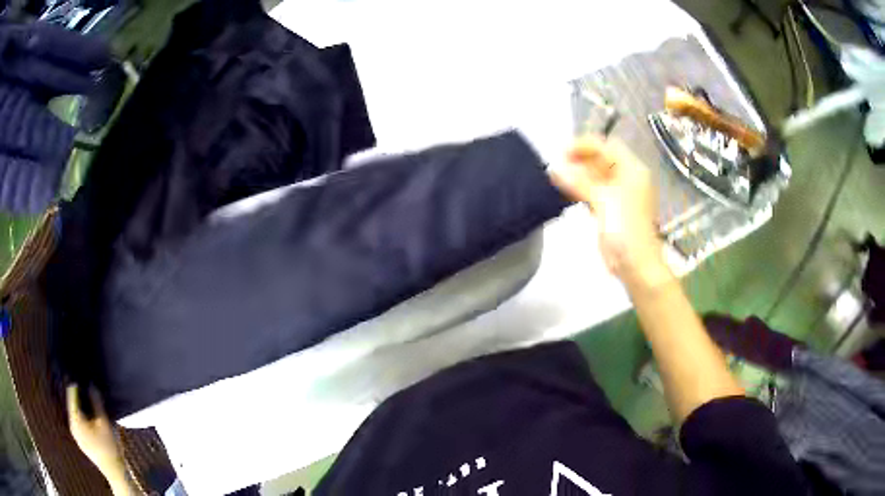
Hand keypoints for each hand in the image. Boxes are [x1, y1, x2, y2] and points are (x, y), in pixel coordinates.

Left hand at [66, 385, 129, 491]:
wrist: (114, 471)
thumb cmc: (109, 446)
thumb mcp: (104, 422)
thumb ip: (96, 403)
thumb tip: (91, 385)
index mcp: (75, 420)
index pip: (71, 395)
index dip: (75, 384)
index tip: (79, 375)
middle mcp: (72, 426)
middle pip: (72, 405)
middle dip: (78, 397)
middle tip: (83, 386)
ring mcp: (76, 435)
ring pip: (75, 415)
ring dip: (81, 407)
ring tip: (87, 401)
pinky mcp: (81, 442)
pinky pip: (78, 423)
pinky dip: (82, 417)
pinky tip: (89, 418)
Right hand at [550, 135, 666, 284]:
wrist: (635, 263)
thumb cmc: (625, 228)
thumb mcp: (603, 199)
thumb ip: (579, 182)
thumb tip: (555, 169)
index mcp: (632, 170)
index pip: (607, 146)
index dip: (585, 145)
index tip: (562, 152)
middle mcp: (627, 178)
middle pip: (601, 160)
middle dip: (580, 160)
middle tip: (557, 166)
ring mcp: (619, 194)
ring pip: (596, 176)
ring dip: (578, 175)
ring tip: (557, 178)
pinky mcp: (611, 209)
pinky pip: (594, 192)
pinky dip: (580, 189)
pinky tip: (565, 192)